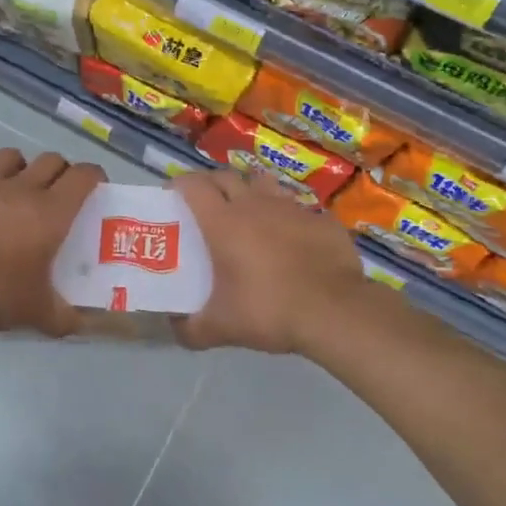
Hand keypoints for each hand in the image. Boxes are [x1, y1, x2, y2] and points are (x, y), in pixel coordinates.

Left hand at [0, 148, 104, 334]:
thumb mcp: (34, 313)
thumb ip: (63, 318)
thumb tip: (82, 326)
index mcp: (50, 212)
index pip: (83, 176)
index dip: (94, 176)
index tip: (96, 186)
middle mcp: (19, 189)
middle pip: (50, 160)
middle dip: (60, 171)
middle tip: (58, 193)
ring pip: (10, 157)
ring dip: (19, 169)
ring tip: (15, 191)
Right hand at [173, 168, 371, 353]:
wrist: (334, 311)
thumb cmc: (268, 311)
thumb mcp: (220, 328)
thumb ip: (190, 329)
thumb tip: (174, 328)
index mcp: (223, 222)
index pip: (193, 186)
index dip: (179, 185)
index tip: (172, 197)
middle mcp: (255, 204)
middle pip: (226, 176)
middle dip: (211, 184)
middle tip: (205, 205)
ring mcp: (292, 208)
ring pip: (264, 184)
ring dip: (251, 192)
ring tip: (249, 214)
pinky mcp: (322, 219)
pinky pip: (299, 209)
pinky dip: (289, 218)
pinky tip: (291, 239)